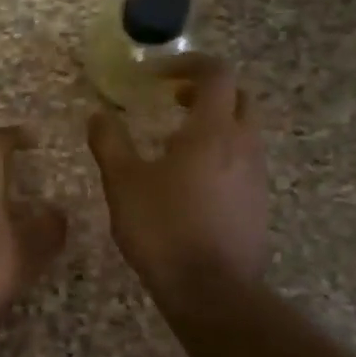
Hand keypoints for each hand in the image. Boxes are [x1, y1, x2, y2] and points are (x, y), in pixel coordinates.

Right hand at [88, 56, 270, 307]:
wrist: (212, 292)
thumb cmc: (164, 228)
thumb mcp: (123, 182)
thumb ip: (109, 142)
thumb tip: (98, 114)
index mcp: (212, 130)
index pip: (216, 73)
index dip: (188, 64)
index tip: (158, 75)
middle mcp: (242, 145)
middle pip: (238, 97)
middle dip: (206, 90)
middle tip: (172, 100)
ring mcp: (255, 176)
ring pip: (243, 130)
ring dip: (214, 122)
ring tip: (175, 141)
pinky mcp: (257, 203)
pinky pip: (243, 160)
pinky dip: (220, 152)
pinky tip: (190, 179)